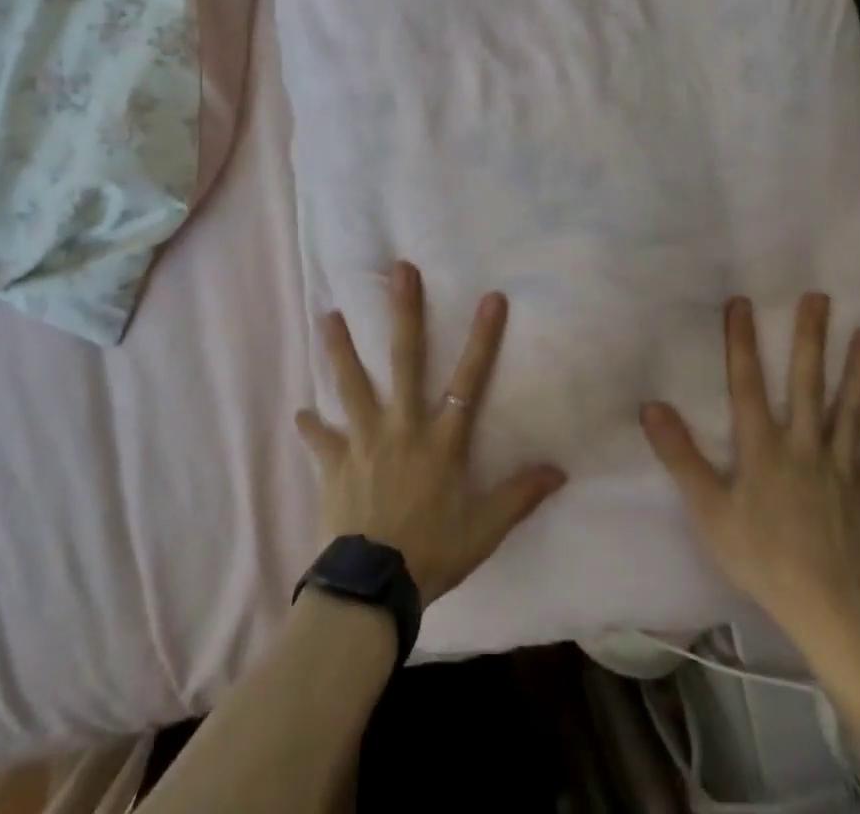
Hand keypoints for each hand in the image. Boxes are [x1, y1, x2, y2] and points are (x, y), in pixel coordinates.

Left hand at [295, 262, 566, 606]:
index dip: (483, 338)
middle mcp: (401, 426)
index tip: (492, 297)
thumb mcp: (483, 530)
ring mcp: (362, 440)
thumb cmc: (432, 554)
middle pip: (404, 359)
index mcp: (440, 440)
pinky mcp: (333, 463)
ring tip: (327, 315)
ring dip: (340, 348)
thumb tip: (560, 471)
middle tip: (399, 271)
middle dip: (404, 312)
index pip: (470, 380)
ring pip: (351, 383)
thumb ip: (519, 496)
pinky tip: (300, 414)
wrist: (371, 588)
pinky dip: (311, 427)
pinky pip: (319, 439)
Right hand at [641, 294, 859, 646]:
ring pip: (851, 412)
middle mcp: (804, 446)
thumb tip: (651, 406)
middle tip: (821, 298)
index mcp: (764, 447)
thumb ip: (681, 457)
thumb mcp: (708, 509)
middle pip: (809, 384)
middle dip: (812, 339)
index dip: (742, 341)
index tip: (742, 301)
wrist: (830, 609)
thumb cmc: (761, 556)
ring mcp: (840, 470)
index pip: (748, 383)